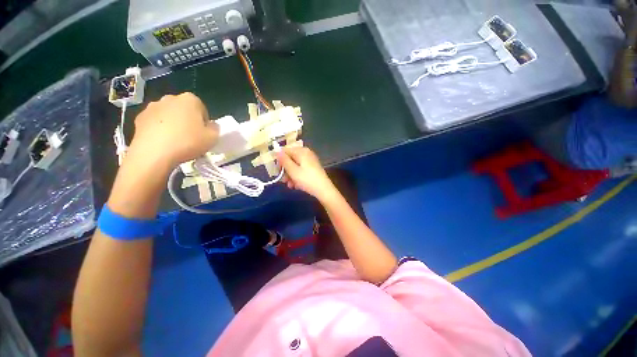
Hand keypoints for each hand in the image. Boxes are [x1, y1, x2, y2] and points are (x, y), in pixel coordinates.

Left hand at [126, 93, 218, 170]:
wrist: (154, 154)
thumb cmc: (188, 142)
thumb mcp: (213, 138)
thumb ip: (215, 129)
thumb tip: (210, 125)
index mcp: (190, 100)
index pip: (201, 108)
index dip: (204, 121)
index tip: (204, 133)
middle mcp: (170, 98)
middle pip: (183, 109)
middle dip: (188, 120)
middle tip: (191, 137)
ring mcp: (152, 107)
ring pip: (168, 115)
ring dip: (173, 124)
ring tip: (176, 141)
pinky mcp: (139, 118)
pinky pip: (154, 122)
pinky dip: (159, 130)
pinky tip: (163, 143)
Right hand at [277, 147, 336, 201]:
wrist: (324, 190)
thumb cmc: (307, 179)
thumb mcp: (293, 170)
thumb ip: (284, 160)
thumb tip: (277, 150)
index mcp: (301, 151)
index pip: (285, 151)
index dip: (279, 160)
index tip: (277, 171)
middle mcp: (306, 153)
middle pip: (290, 159)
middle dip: (286, 170)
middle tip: (283, 180)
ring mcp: (310, 161)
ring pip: (295, 166)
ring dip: (291, 175)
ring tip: (290, 185)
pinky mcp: (313, 168)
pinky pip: (301, 170)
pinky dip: (297, 176)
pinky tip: (296, 185)